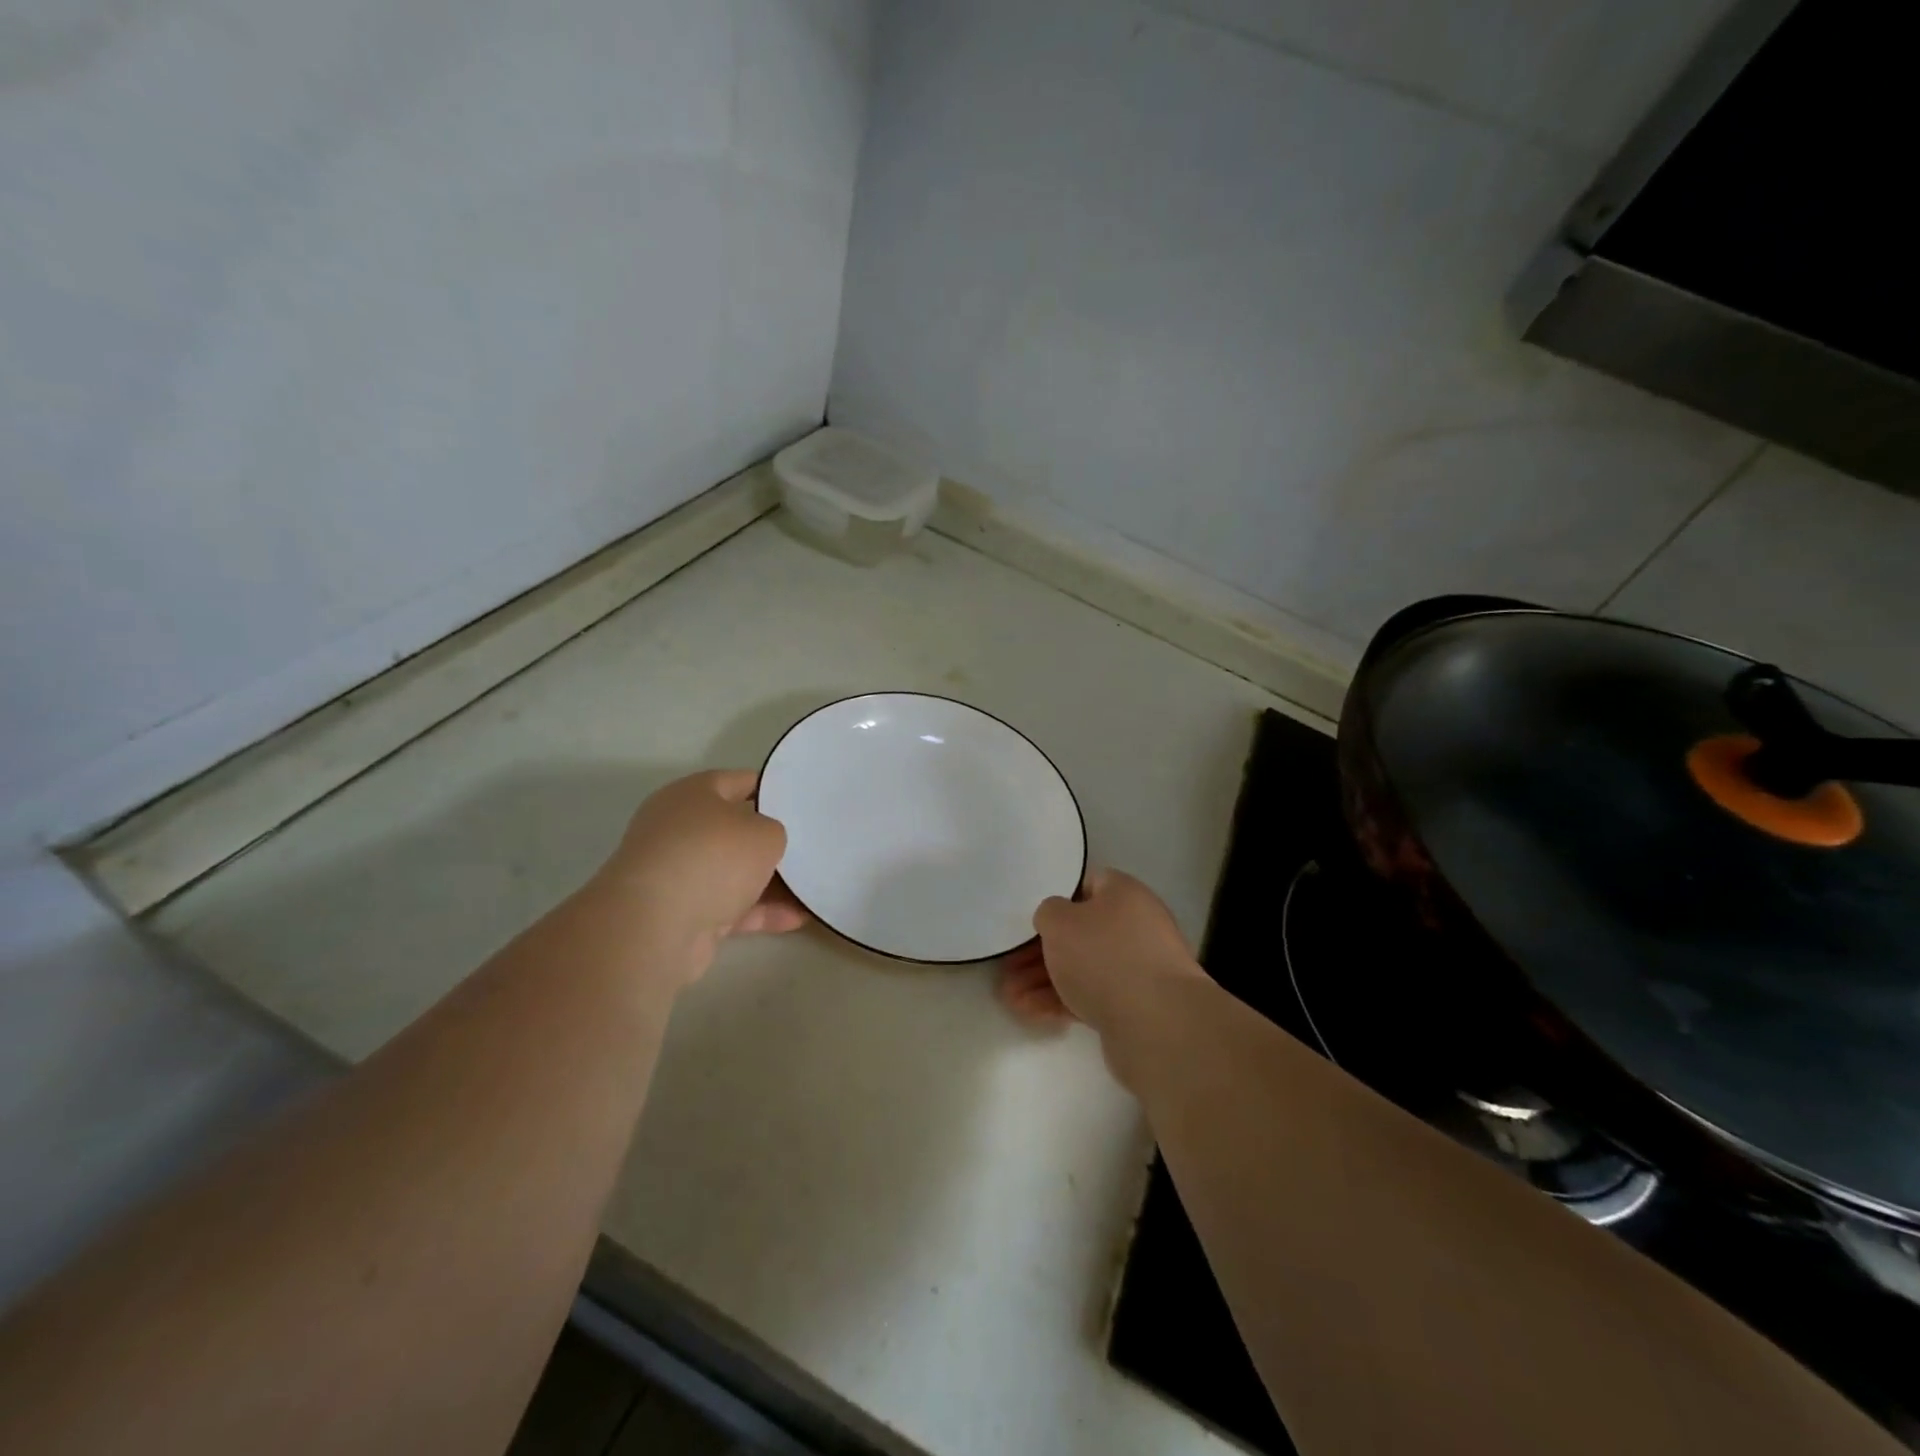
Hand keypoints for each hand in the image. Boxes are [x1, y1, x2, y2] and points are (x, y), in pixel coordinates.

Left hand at [596, 770, 807, 974]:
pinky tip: (796, 919)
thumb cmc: (713, 858)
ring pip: (733, 872)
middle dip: (770, 842)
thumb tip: (763, 843)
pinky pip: (729, 906)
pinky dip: (759, 912)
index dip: (773, 789)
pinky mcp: (680, 913)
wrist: (655, 926)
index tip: (802, 802)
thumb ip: (774, 831)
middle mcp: (679, 828)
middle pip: (735, 830)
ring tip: (811, 888)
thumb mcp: (765, 833)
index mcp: (692, 794)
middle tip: (810, 847)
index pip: (739, 781)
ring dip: (769, 882)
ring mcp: (677, 873)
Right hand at [997, 869, 1201, 1035]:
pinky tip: (1030, 1014)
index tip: (1030, 918)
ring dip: (1044, 980)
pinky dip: (1061, 1002)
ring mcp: (1138, 968)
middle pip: (1081, 932)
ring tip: (1010, 997)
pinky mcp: (1135, 1006)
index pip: (1088, 884)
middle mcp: (1136, 926)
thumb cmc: (1104, 957)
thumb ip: (1049, 913)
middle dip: (1041, 951)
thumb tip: (1056, 919)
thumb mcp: (1060, 922)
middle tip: (1009, 966)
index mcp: (1125, 894)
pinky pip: (1091, 996)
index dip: (1057, 898)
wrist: (1157, 1024)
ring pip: (1082, 968)